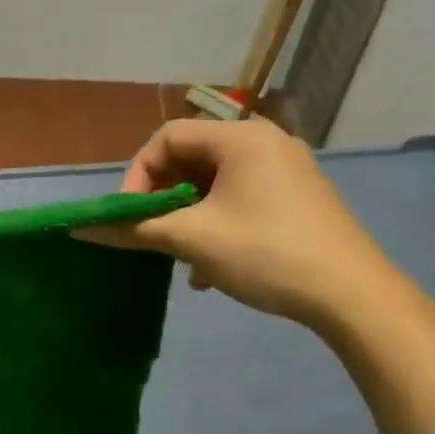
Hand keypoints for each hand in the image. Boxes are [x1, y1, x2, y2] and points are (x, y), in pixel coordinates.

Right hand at [80, 117, 414, 329]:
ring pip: (214, 184)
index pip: (167, 137)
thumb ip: (133, 228)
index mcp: (240, 138)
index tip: (130, 213)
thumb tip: (81, 228)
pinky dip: (216, 224)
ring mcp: (286, 170)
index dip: (138, 173)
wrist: (353, 296)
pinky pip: (240, 198)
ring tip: (180, 255)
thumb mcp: (191, 239)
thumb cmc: (266, 252)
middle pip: (191, 158)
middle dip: (163, 198)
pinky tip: (210, 268)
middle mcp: (265, 143)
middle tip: (151, 233)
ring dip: (187, 216)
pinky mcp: (299, 198)